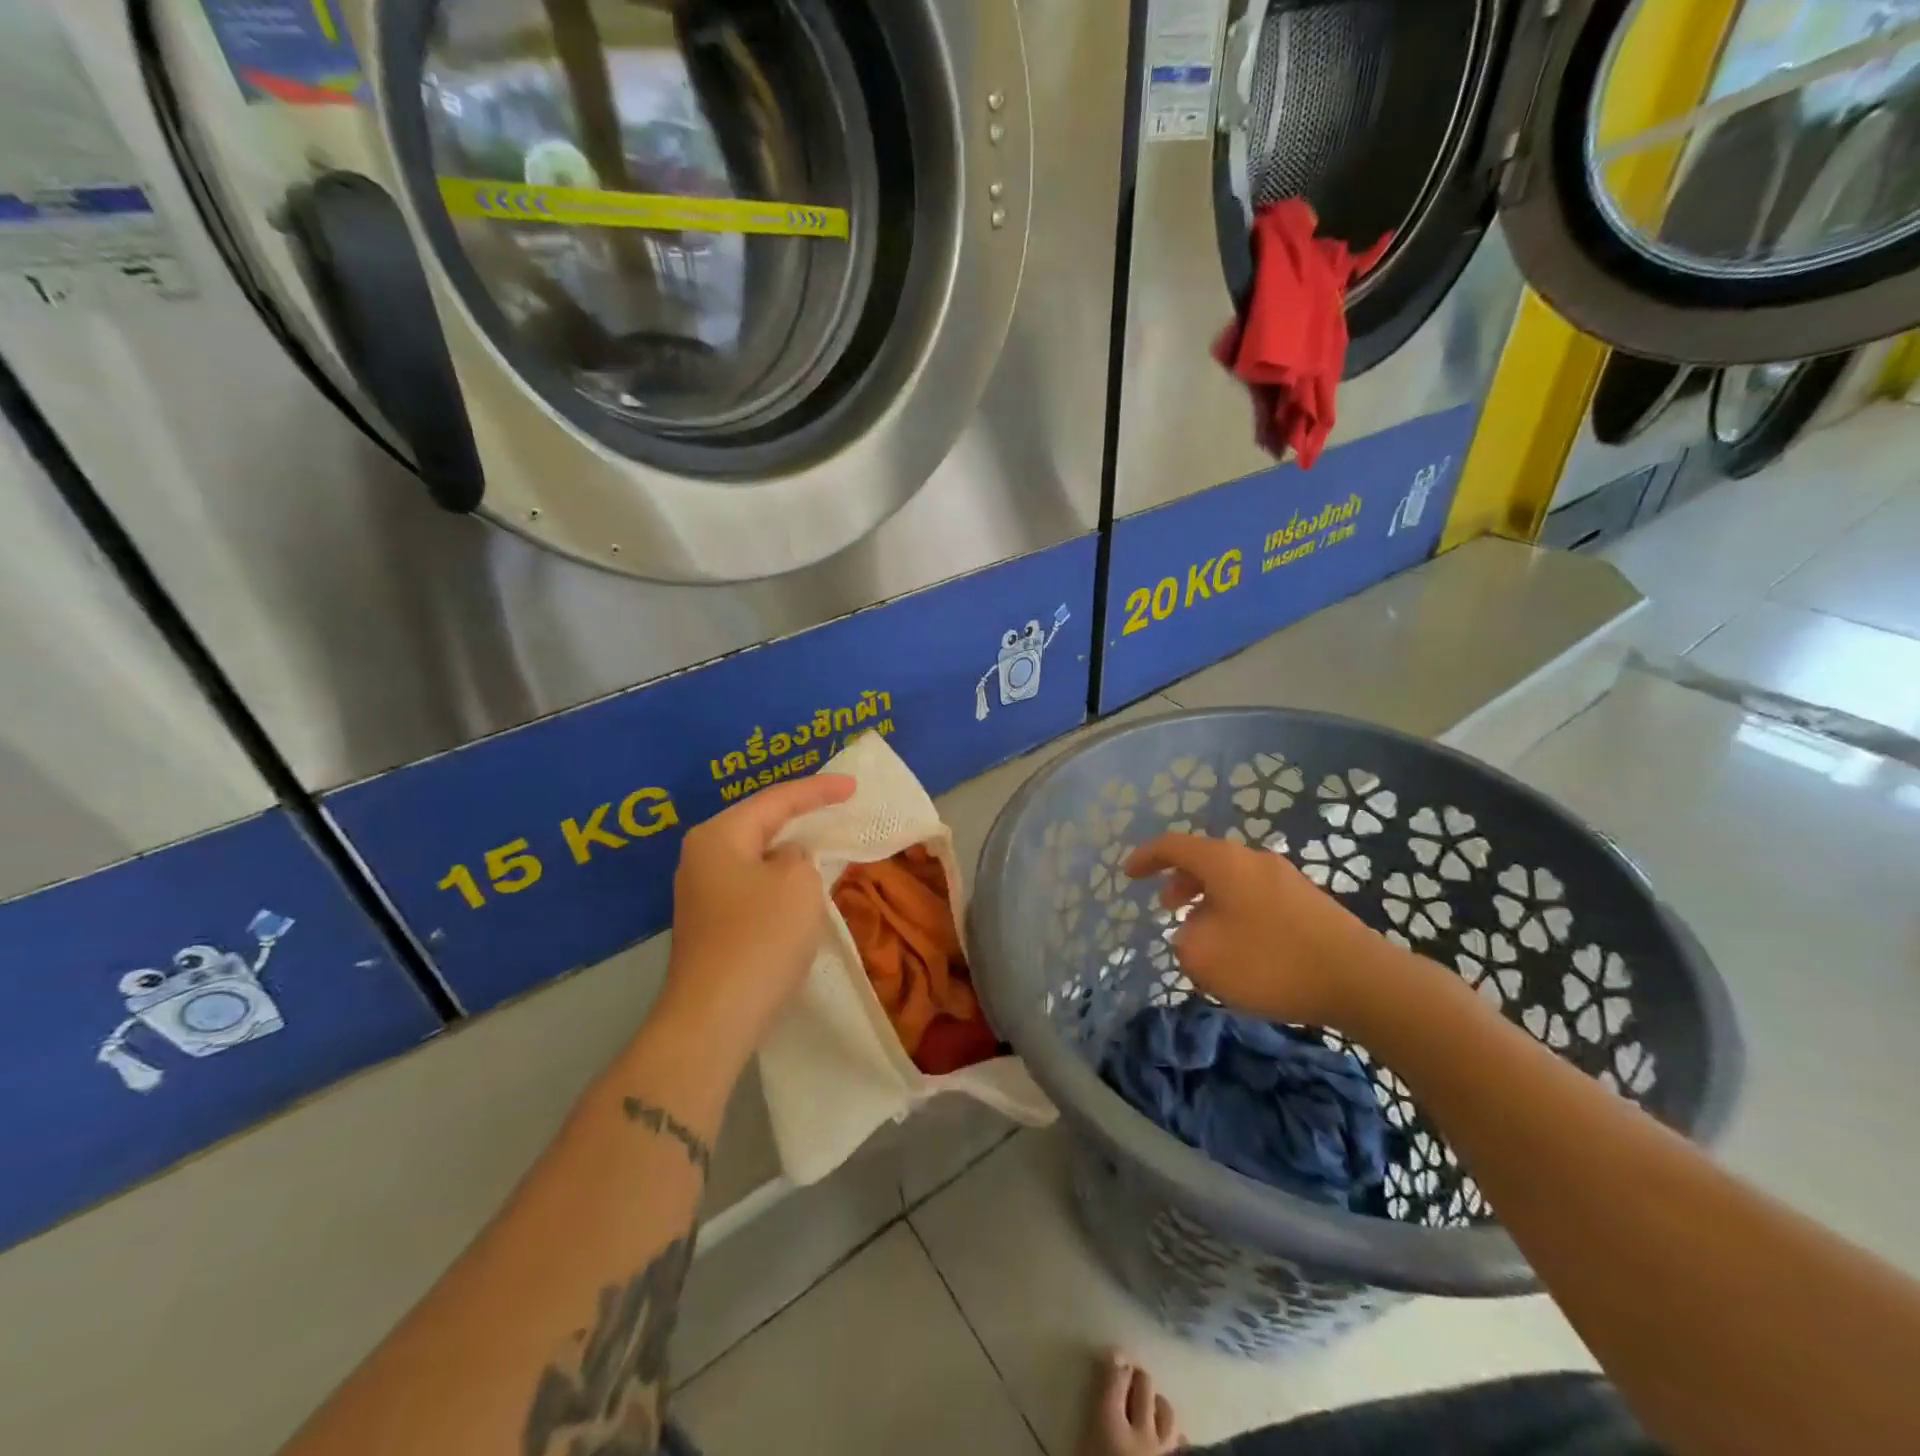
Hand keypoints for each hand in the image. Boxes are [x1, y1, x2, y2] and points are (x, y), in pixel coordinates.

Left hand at [658, 774, 856, 1056]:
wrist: (714, 1018)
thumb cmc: (760, 938)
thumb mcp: (798, 883)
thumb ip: (800, 856)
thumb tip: (786, 860)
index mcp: (719, 835)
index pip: (777, 799)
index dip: (819, 790)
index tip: (854, 786)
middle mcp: (701, 856)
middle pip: (760, 822)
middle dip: (800, 814)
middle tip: (838, 804)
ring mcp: (701, 892)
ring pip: (756, 855)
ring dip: (790, 848)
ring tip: (824, 838)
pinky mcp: (709, 923)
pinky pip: (752, 884)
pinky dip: (779, 878)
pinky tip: (800, 885)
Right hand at [1123, 832, 1401, 1029]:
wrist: (1360, 979)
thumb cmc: (1271, 962)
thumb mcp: (1206, 958)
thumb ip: (1185, 941)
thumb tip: (1193, 932)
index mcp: (1224, 863)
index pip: (1174, 846)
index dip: (1146, 857)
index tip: (1128, 873)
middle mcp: (1254, 860)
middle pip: (1206, 859)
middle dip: (1180, 880)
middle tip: (1167, 907)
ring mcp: (1286, 879)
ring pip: (1233, 879)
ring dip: (1208, 899)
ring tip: (1203, 932)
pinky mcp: (1309, 902)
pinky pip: (1256, 896)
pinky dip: (1235, 910)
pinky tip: (1242, 946)